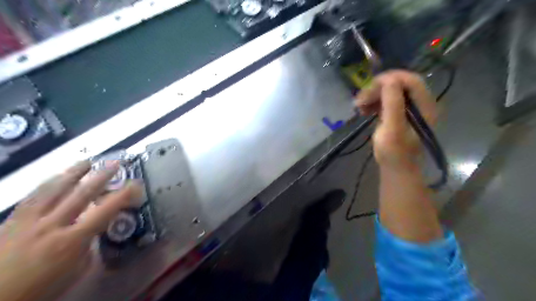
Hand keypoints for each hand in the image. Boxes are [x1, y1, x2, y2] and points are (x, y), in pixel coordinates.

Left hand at [0, 161, 140, 300]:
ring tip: (86, 161)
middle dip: (101, 177)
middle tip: (114, 163)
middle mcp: (52, 226)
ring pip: (54, 190)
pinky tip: (55, 177)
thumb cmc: (41, 289)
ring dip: (73, 173)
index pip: (105, 212)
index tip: (135, 184)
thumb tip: (94, 233)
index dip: (123, 196)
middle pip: (81, 195)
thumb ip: (88, 248)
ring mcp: (29, 222)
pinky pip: (32, 197)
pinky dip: (47, 184)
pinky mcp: (12, 222)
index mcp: (71, 241)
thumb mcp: (76, 272)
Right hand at [355, 70, 436, 169]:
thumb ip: (393, 103)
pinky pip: (386, 100)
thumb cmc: (394, 152)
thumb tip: (388, 79)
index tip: (370, 87)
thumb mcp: (393, 128)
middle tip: (360, 100)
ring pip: (390, 91)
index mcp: (424, 105)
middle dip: (378, 89)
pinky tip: (363, 110)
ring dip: (373, 96)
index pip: (411, 80)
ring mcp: (408, 108)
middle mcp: (419, 103)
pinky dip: (374, 102)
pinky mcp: (398, 113)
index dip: (390, 78)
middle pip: (399, 84)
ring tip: (359, 106)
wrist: (396, 168)